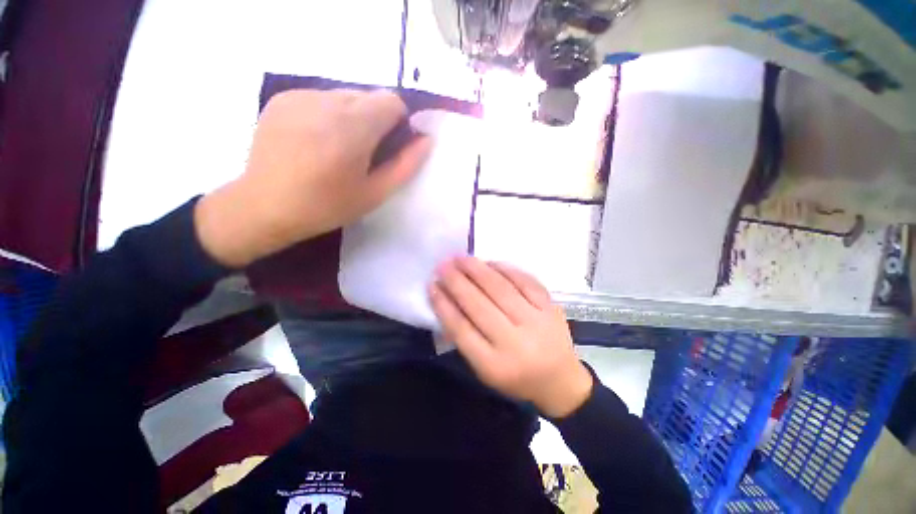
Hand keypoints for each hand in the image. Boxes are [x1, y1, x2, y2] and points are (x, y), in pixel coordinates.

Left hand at [195, 89, 431, 267]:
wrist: (264, 207)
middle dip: (376, 121)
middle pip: (368, 97)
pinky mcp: (282, 98)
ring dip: (352, 117)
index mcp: (352, 127)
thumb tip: (426, 140)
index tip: (390, 146)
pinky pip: (321, 98)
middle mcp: (326, 101)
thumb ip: (406, 164)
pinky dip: (329, 115)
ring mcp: (300, 95)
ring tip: (338, 149)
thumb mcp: (376, 193)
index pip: (391, 101)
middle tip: (364, 153)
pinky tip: (316, 141)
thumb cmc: (327, 206)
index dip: (398, 122)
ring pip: (345, 96)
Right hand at [430, 257, 592, 417]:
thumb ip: (465, 338)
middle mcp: (515, 343)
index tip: (432, 285)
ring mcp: (536, 322)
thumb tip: (446, 301)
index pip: (462, 329)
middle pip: (479, 305)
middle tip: (443, 265)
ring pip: (501, 289)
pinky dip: (505, 269)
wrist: (560, 381)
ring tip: (461, 258)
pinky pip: (525, 281)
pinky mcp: (551, 308)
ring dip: (478, 270)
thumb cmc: (515, 377)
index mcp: (495, 366)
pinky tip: (490, 262)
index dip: (444, 304)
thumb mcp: (484, 369)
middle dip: (457, 282)